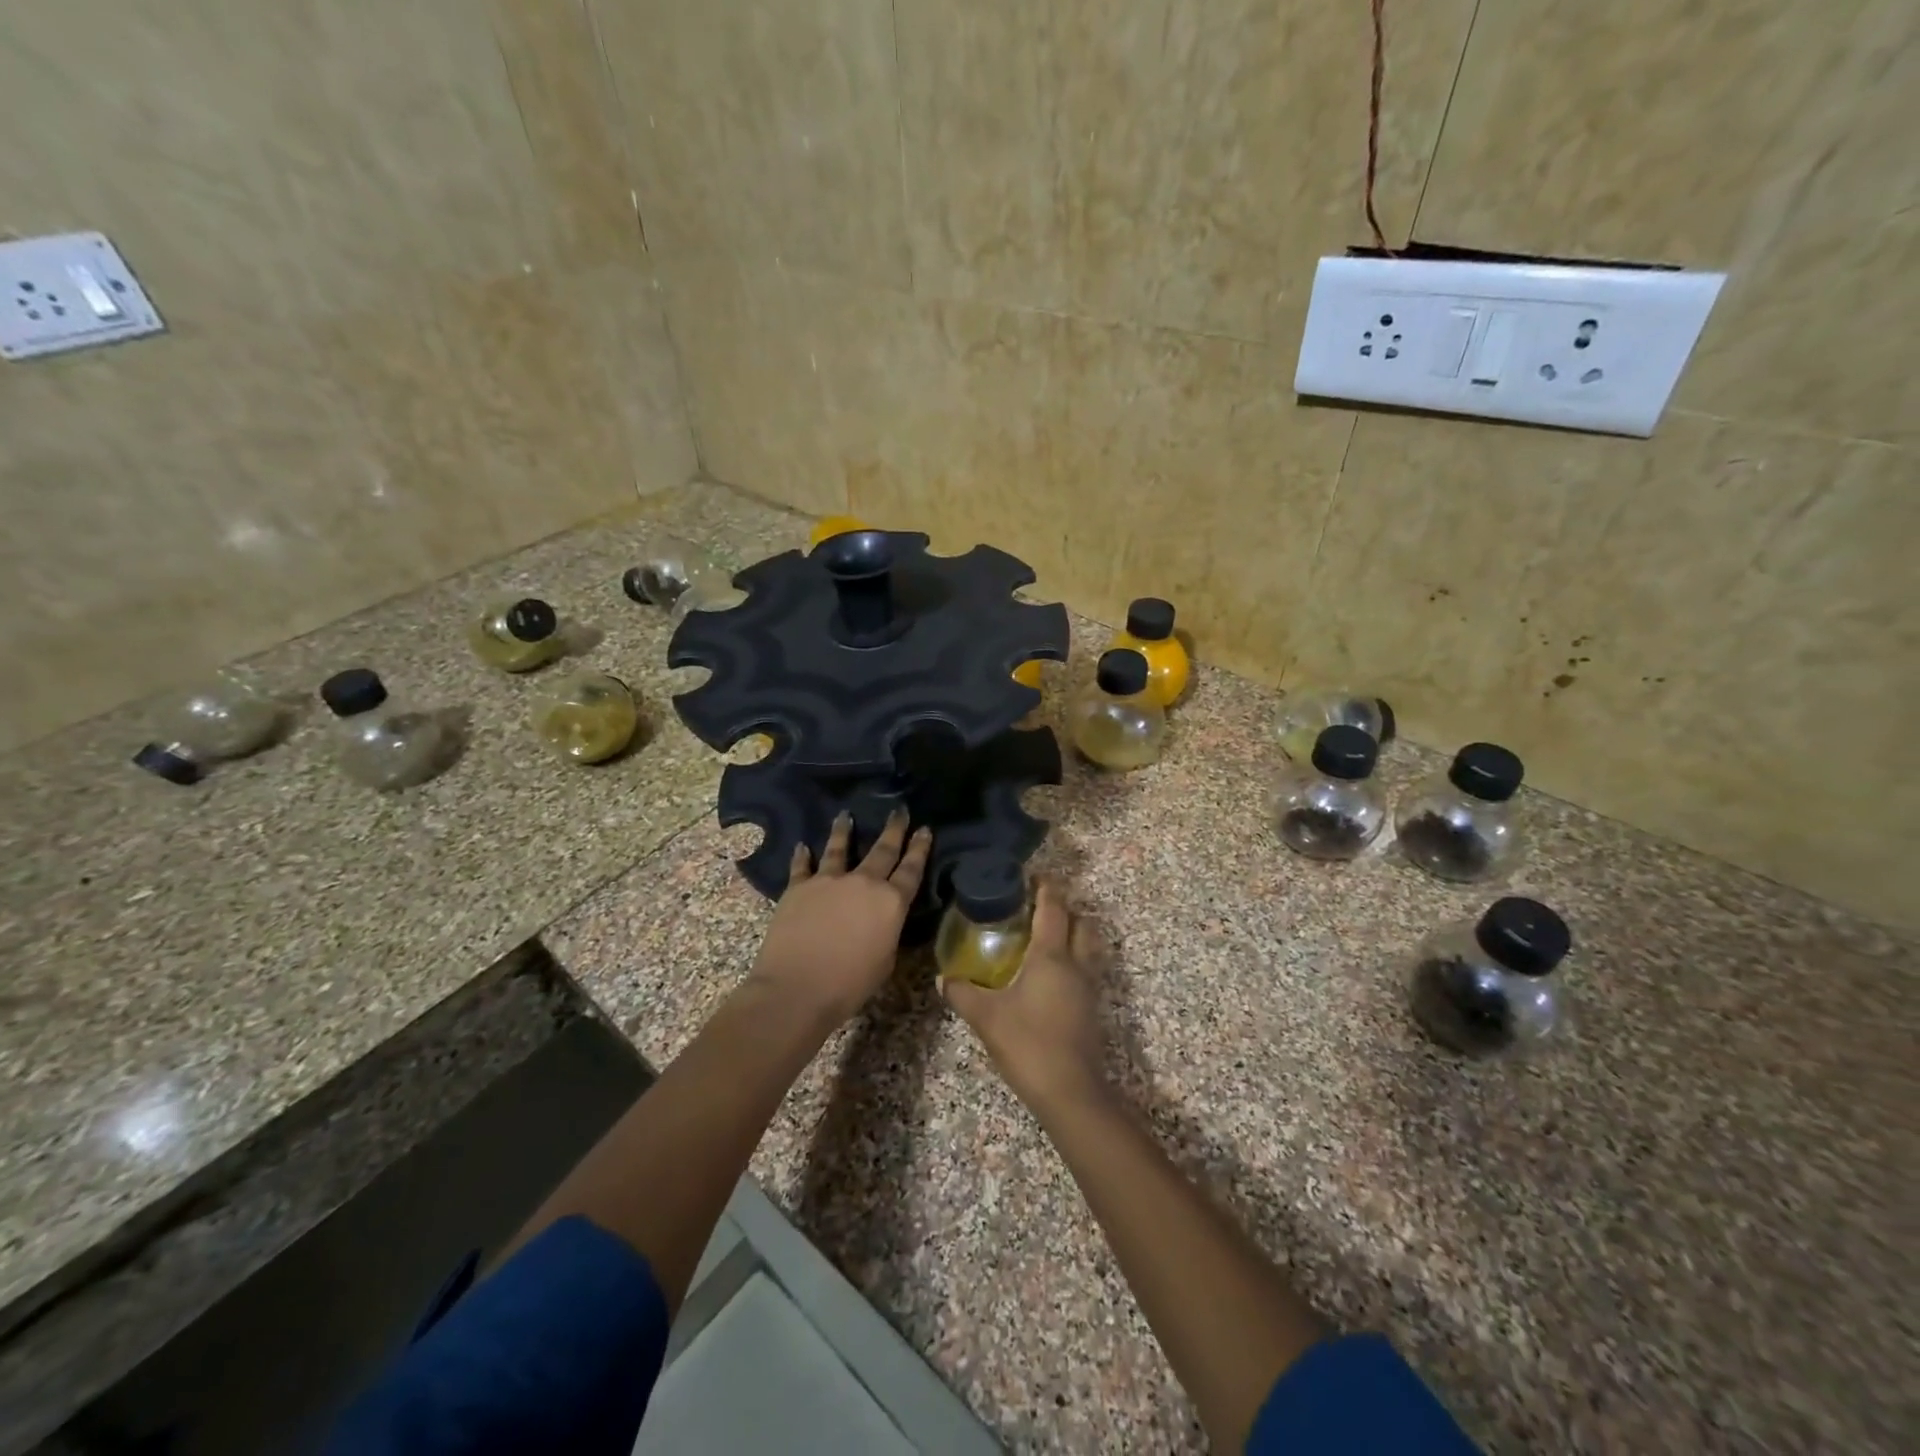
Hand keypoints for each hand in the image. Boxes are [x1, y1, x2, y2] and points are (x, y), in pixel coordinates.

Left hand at [748, 809, 931, 1026]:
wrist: (797, 988)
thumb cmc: (849, 985)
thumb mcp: (885, 961)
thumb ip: (887, 932)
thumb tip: (883, 920)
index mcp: (891, 903)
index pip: (911, 869)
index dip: (920, 848)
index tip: (925, 828)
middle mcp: (863, 883)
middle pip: (883, 850)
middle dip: (894, 829)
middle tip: (899, 810)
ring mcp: (829, 881)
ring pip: (839, 848)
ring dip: (844, 831)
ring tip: (845, 815)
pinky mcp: (799, 887)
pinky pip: (802, 866)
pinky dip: (803, 856)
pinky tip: (803, 846)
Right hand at [940, 881, 1110, 1112]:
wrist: (1071, 1092)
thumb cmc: (1028, 1044)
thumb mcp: (986, 1017)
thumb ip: (962, 993)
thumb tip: (941, 978)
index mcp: (1051, 956)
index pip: (1053, 909)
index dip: (1046, 888)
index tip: (1034, 875)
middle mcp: (1076, 964)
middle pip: (1081, 922)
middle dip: (1065, 908)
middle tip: (1039, 907)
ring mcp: (1088, 987)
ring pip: (1089, 946)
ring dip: (1074, 933)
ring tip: (1048, 936)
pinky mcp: (1092, 1009)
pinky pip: (1087, 969)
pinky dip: (1075, 959)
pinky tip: (1052, 974)